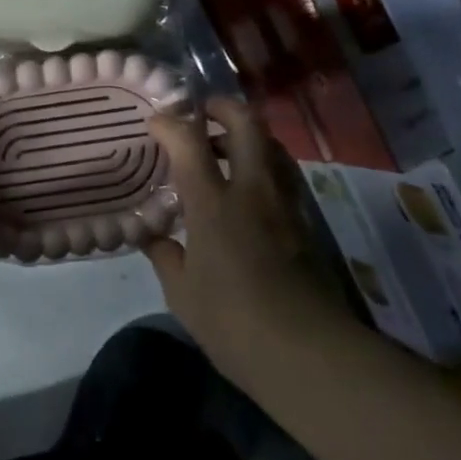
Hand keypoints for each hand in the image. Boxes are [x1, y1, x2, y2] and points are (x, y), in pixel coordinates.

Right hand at [144, 98, 343, 386]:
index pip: (189, 143)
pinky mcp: (304, 222)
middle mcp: (252, 191)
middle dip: (221, 108)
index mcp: (213, 205)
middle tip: (200, 114)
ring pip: (272, 145)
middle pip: (246, 124)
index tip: (153, 121)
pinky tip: (245, 191)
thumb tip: (153, 236)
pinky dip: (261, 165)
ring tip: (221, 150)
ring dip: (246, 135)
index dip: (169, 123)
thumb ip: (165, 255)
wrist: (306, 351)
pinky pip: (282, 174)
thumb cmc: (231, 321)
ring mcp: (284, 204)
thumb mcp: (181, 293)